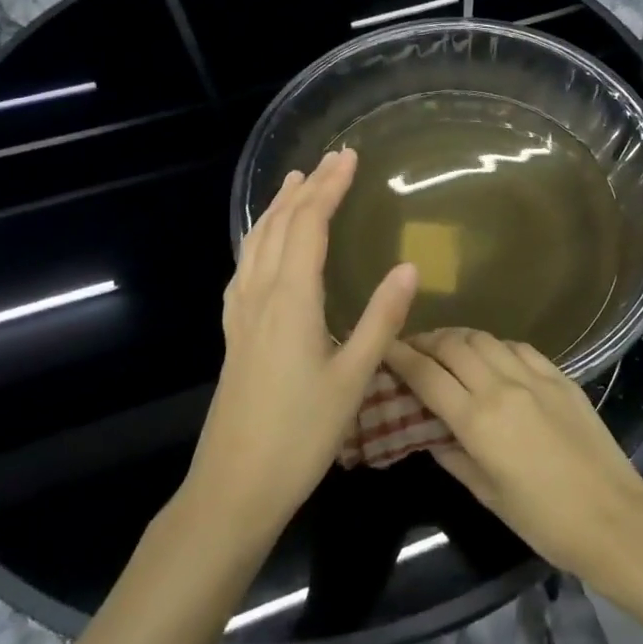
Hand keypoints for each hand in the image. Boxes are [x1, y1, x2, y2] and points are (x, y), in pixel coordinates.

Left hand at [188, 150, 417, 538]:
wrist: (233, 486)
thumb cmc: (300, 434)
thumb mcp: (353, 379)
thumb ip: (380, 319)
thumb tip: (409, 266)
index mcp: (291, 299)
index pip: (309, 224)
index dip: (329, 187)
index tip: (349, 157)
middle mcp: (260, 295)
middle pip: (281, 225)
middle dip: (307, 188)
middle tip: (330, 159)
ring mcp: (241, 314)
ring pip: (256, 242)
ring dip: (277, 207)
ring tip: (294, 182)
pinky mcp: (234, 333)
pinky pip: (245, 266)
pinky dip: (259, 238)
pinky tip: (263, 245)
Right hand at [385, 330, 642, 586]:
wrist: (613, 518)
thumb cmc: (543, 520)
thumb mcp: (488, 495)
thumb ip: (453, 456)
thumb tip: (430, 433)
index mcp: (477, 420)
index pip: (427, 375)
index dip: (400, 357)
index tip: (383, 347)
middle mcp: (502, 387)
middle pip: (453, 345)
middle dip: (427, 340)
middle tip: (413, 347)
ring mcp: (534, 377)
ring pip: (485, 339)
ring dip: (459, 338)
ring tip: (447, 347)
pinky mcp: (560, 376)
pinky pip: (519, 347)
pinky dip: (496, 346)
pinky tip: (493, 356)